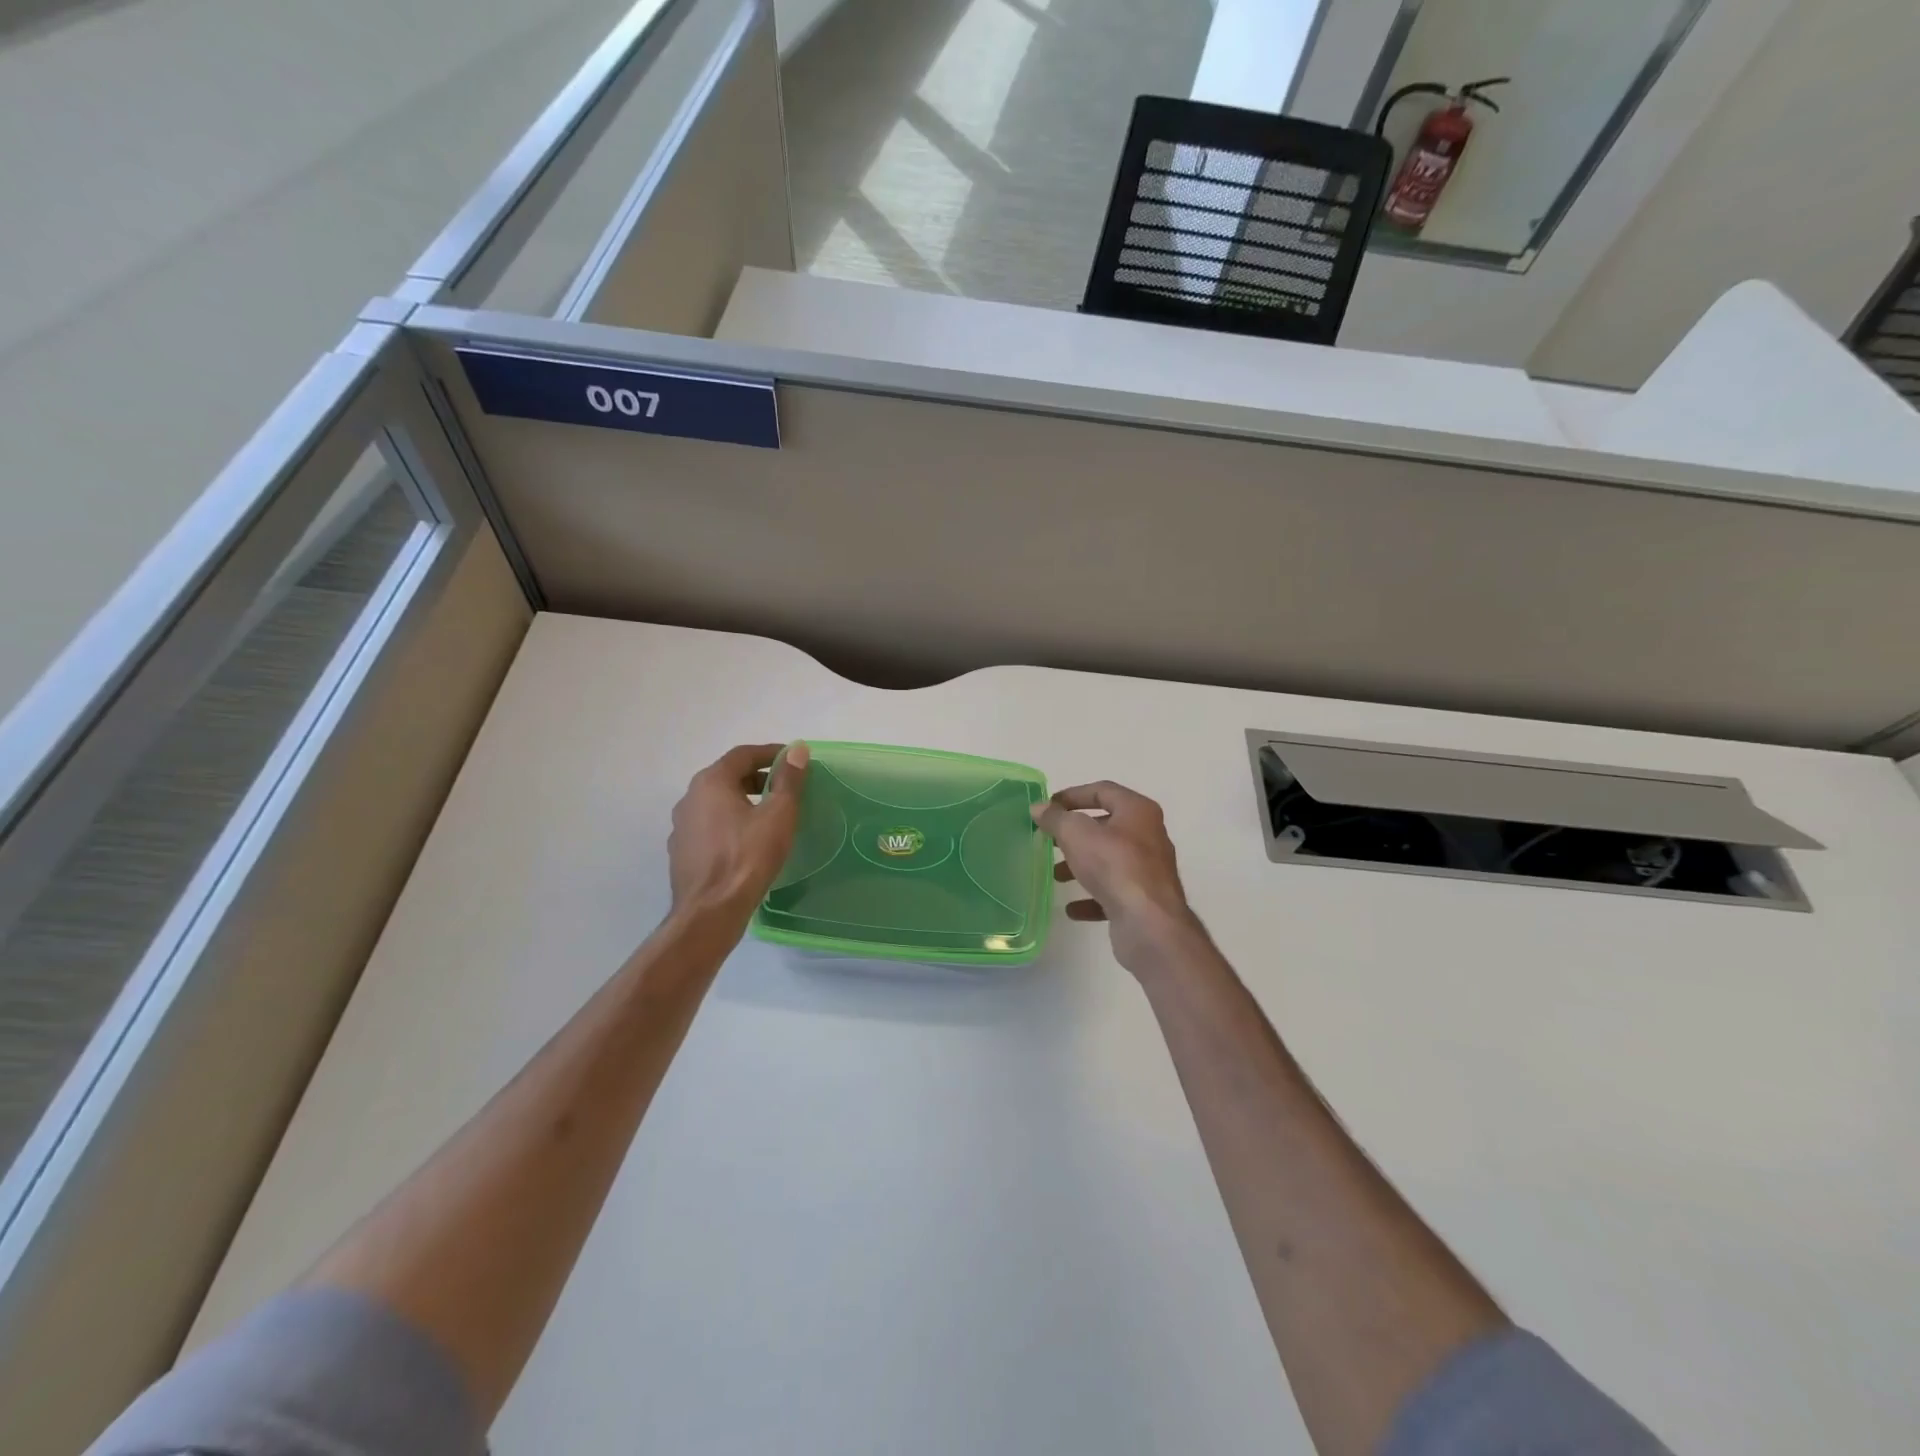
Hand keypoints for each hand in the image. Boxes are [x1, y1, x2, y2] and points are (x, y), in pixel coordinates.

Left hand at [668, 742, 809, 924]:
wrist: (710, 912)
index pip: (743, 755)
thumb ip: (789, 779)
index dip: (771, 753)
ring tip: (769, 815)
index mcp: (711, 783)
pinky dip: (730, 823)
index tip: (794, 760)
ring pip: (717, 803)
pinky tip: (747, 842)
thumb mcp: (778, 815)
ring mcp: (682, 827)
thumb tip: (798, 749)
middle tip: (785, 787)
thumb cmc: (748, 857)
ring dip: (743, 801)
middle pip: (727, 776)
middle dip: (758, 777)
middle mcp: (690, 798)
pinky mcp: (682, 852)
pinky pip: (710, 826)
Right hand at [1033, 781, 1203, 974]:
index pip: (1103, 790)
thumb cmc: (1114, 866)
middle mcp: (1149, 836)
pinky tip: (1072, 908)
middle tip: (1050, 840)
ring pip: (1109, 861)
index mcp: (1138, 811)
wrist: (1149, 923)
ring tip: (1056, 875)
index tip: (1048, 807)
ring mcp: (1149, 870)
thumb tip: (1039, 808)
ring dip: (1081, 865)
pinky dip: (1092, 897)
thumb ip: (1055, 818)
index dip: (1073, 795)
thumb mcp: (1076, 834)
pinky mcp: (1145, 900)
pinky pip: (1113, 892)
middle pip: (1106, 826)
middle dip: (1075, 834)